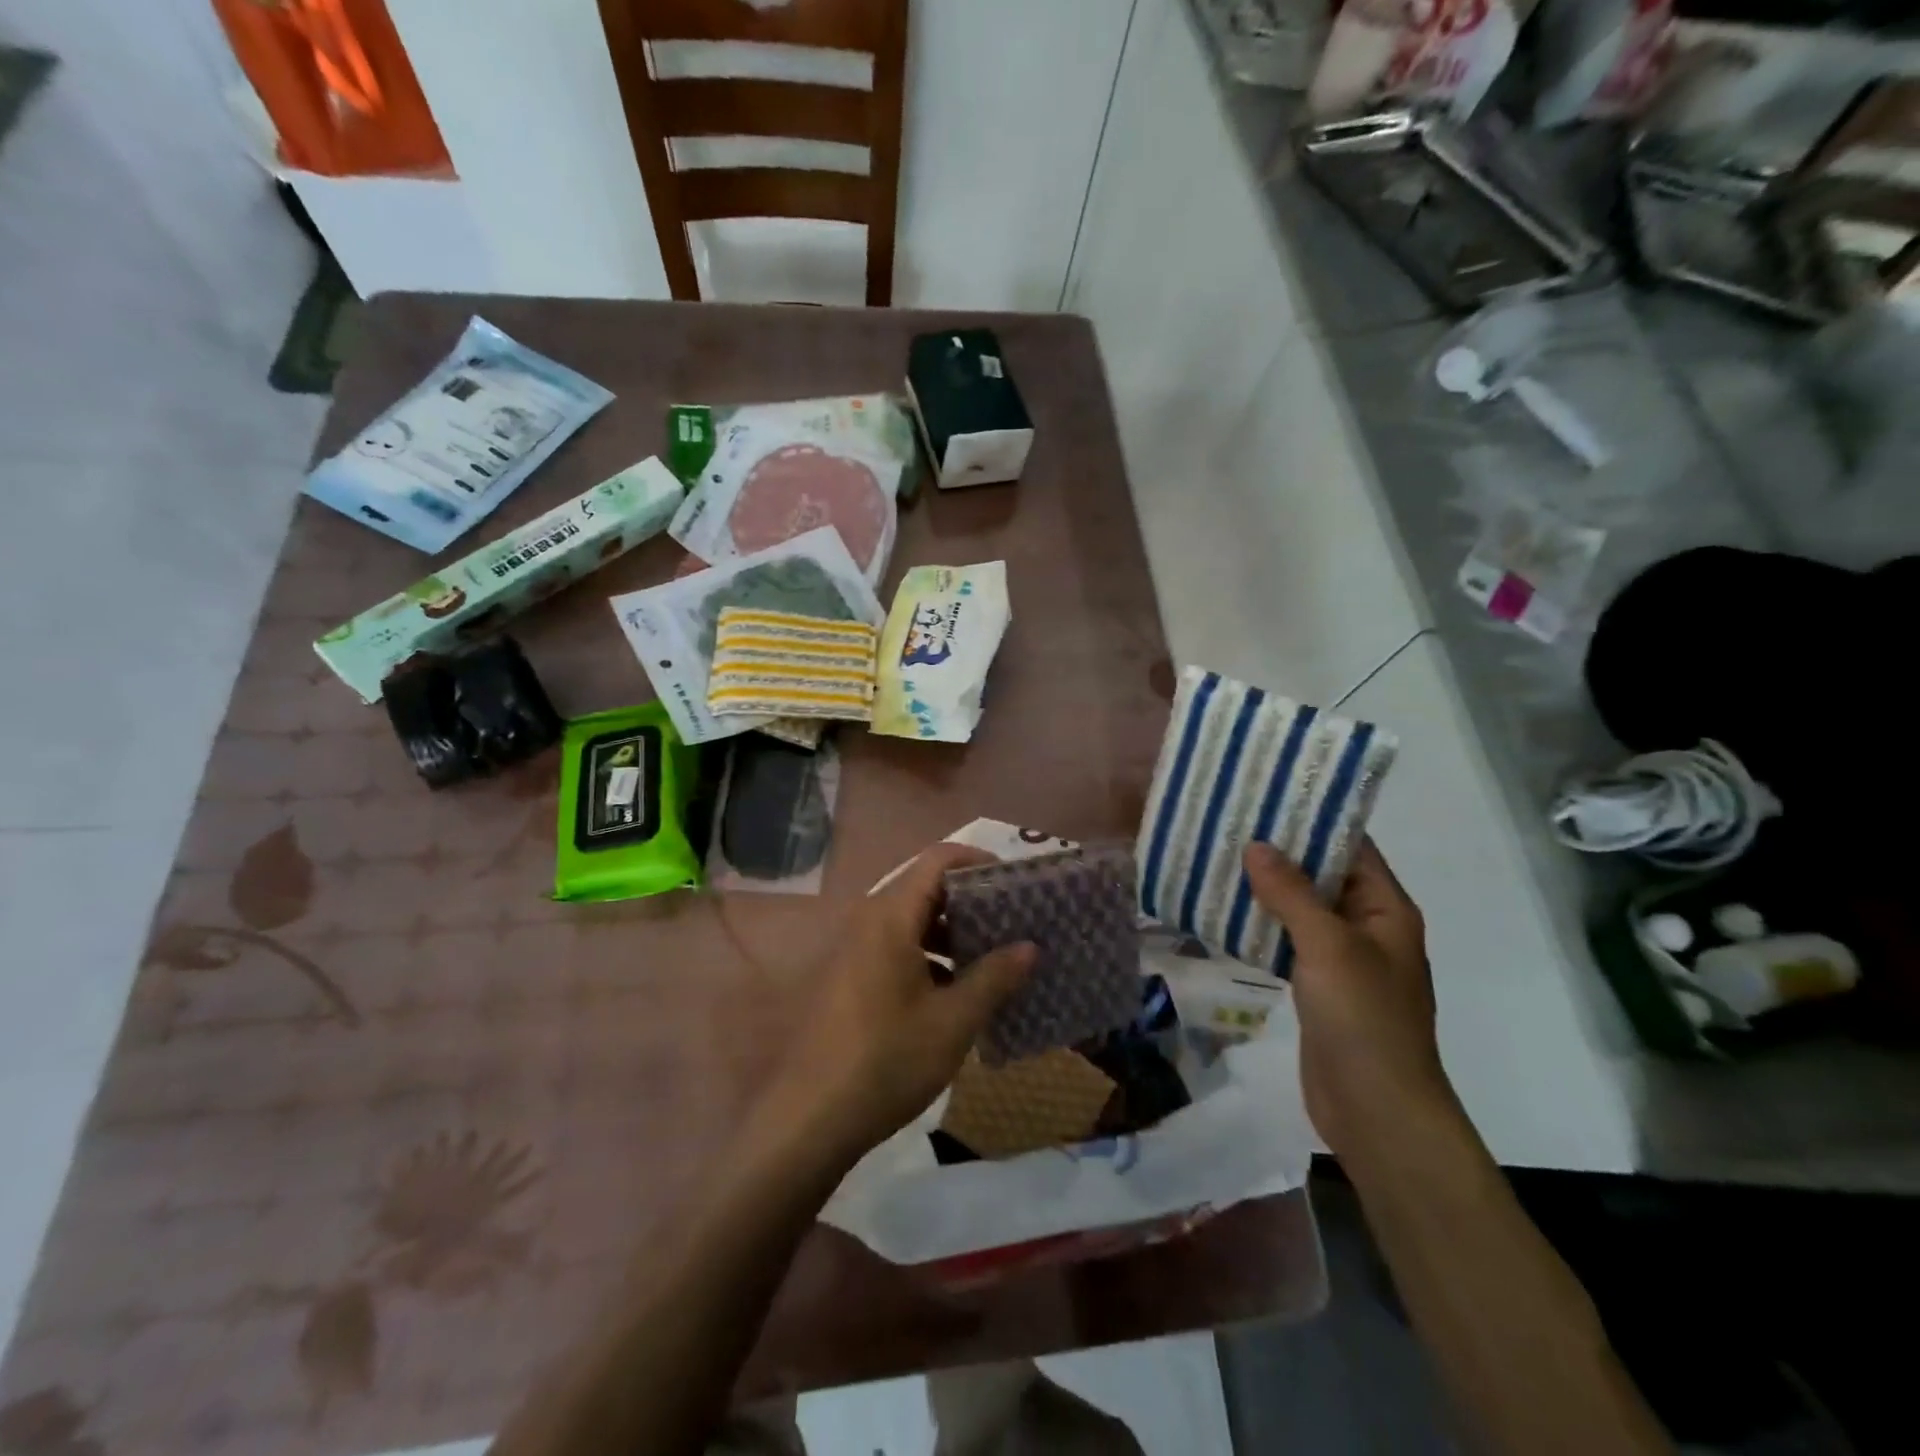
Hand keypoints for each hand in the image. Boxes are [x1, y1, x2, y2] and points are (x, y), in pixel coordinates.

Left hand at [766, 843, 1035, 1164]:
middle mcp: (868, 921)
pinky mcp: (850, 977)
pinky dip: (930, 956)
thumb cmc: (887, 1060)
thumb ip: (994, 977)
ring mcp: (855, 949)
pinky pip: (897, 947)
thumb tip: (1030, 946)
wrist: (810, 1119)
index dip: (979, 861)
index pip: (938, 860)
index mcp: (890, 916)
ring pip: (912, 921)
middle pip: (926, 888)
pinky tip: (958, 991)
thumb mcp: (953, 1021)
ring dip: (953, 933)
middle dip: (972, 901)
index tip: (1015, 883)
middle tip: (1015, 922)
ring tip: (995, 958)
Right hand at [1243, 839, 1455, 1157]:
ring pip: (1300, 909)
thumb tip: (1256, 845)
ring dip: (1265, 888)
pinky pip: (1287, 942)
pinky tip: (1222, 911)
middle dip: (1280, 852)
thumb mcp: (1329, 946)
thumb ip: (1291, 894)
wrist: (1376, 1110)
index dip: (1313, 820)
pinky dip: (1260, 924)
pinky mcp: (1317, 986)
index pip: (1352, 848)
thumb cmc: (1364, 1019)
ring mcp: (1341, 959)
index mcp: (1386, 909)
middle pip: (1322, 876)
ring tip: (1217, 857)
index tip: (1267, 796)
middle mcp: (1367, 927)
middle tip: (1229, 823)